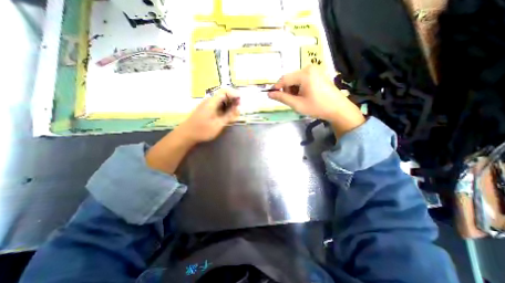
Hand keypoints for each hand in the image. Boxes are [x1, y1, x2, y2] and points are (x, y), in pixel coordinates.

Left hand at [177, 88, 240, 143]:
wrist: (187, 134)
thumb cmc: (203, 130)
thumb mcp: (218, 124)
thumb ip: (229, 116)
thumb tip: (238, 108)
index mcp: (212, 102)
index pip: (224, 91)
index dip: (234, 93)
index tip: (241, 99)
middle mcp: (209, 100)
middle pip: (223, 94)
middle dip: (232, 98)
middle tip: (239, 106)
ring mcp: (207, 104)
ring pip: (220, 99)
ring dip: (229, 103)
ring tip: (235, 110)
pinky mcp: (206, 109)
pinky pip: (217, 104)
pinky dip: (224, 107)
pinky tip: (227, 113)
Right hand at [268, 65, 363, 137]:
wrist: (338, 109)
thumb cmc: (317, 107)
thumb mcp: (297, 104)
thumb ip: (282, 98)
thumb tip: (270, 94)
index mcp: (304, 74)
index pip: (284, 79)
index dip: (276, 87)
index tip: (272, 95)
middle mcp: (309, 68)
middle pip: (290, 78)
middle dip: (287, 90)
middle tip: (291, 101)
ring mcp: (315, 70)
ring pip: (296, 79)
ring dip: (293, 89)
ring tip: (299, 99)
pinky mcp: (318, 74)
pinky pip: (303, 79)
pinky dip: (300, 87)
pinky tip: (305, 95)